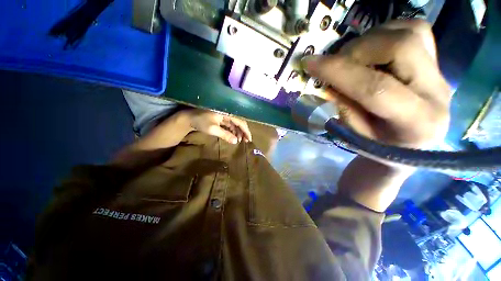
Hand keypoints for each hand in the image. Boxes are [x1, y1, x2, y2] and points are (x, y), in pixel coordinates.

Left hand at [185, 109, 251, 143]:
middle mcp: (227, 113)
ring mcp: (224, 116)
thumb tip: (236, 141)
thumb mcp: (213, 129)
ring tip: (239, 140)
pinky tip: (234, 137)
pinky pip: (230, 125)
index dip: (246, 130)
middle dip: (243, 132)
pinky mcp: (221, 119)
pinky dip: (232, 131)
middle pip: (239, 122)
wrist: (188, 119)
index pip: (240, 121)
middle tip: (245, 141)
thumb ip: (225, 135)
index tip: (249, 139)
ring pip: (235, 124)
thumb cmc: (200, 122)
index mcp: (227, 113)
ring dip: (238, 132)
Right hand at [303, 19, 450, 148]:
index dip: (338, 72)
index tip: (310, 63)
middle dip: (357, 51)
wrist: (412, 143)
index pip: (375, 87)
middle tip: (336, 63)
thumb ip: (343, 107)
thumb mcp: (354, 134)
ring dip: (370, 40)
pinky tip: (372, 49)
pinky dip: (386, 33)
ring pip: (409, 32)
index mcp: (416, 122)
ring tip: (353, 58)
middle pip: (400, 48)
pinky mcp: (436, 59)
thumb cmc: (379, 146)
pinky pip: (414, 29)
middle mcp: (436, 92)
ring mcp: (440, 71)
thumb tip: (328, 81)